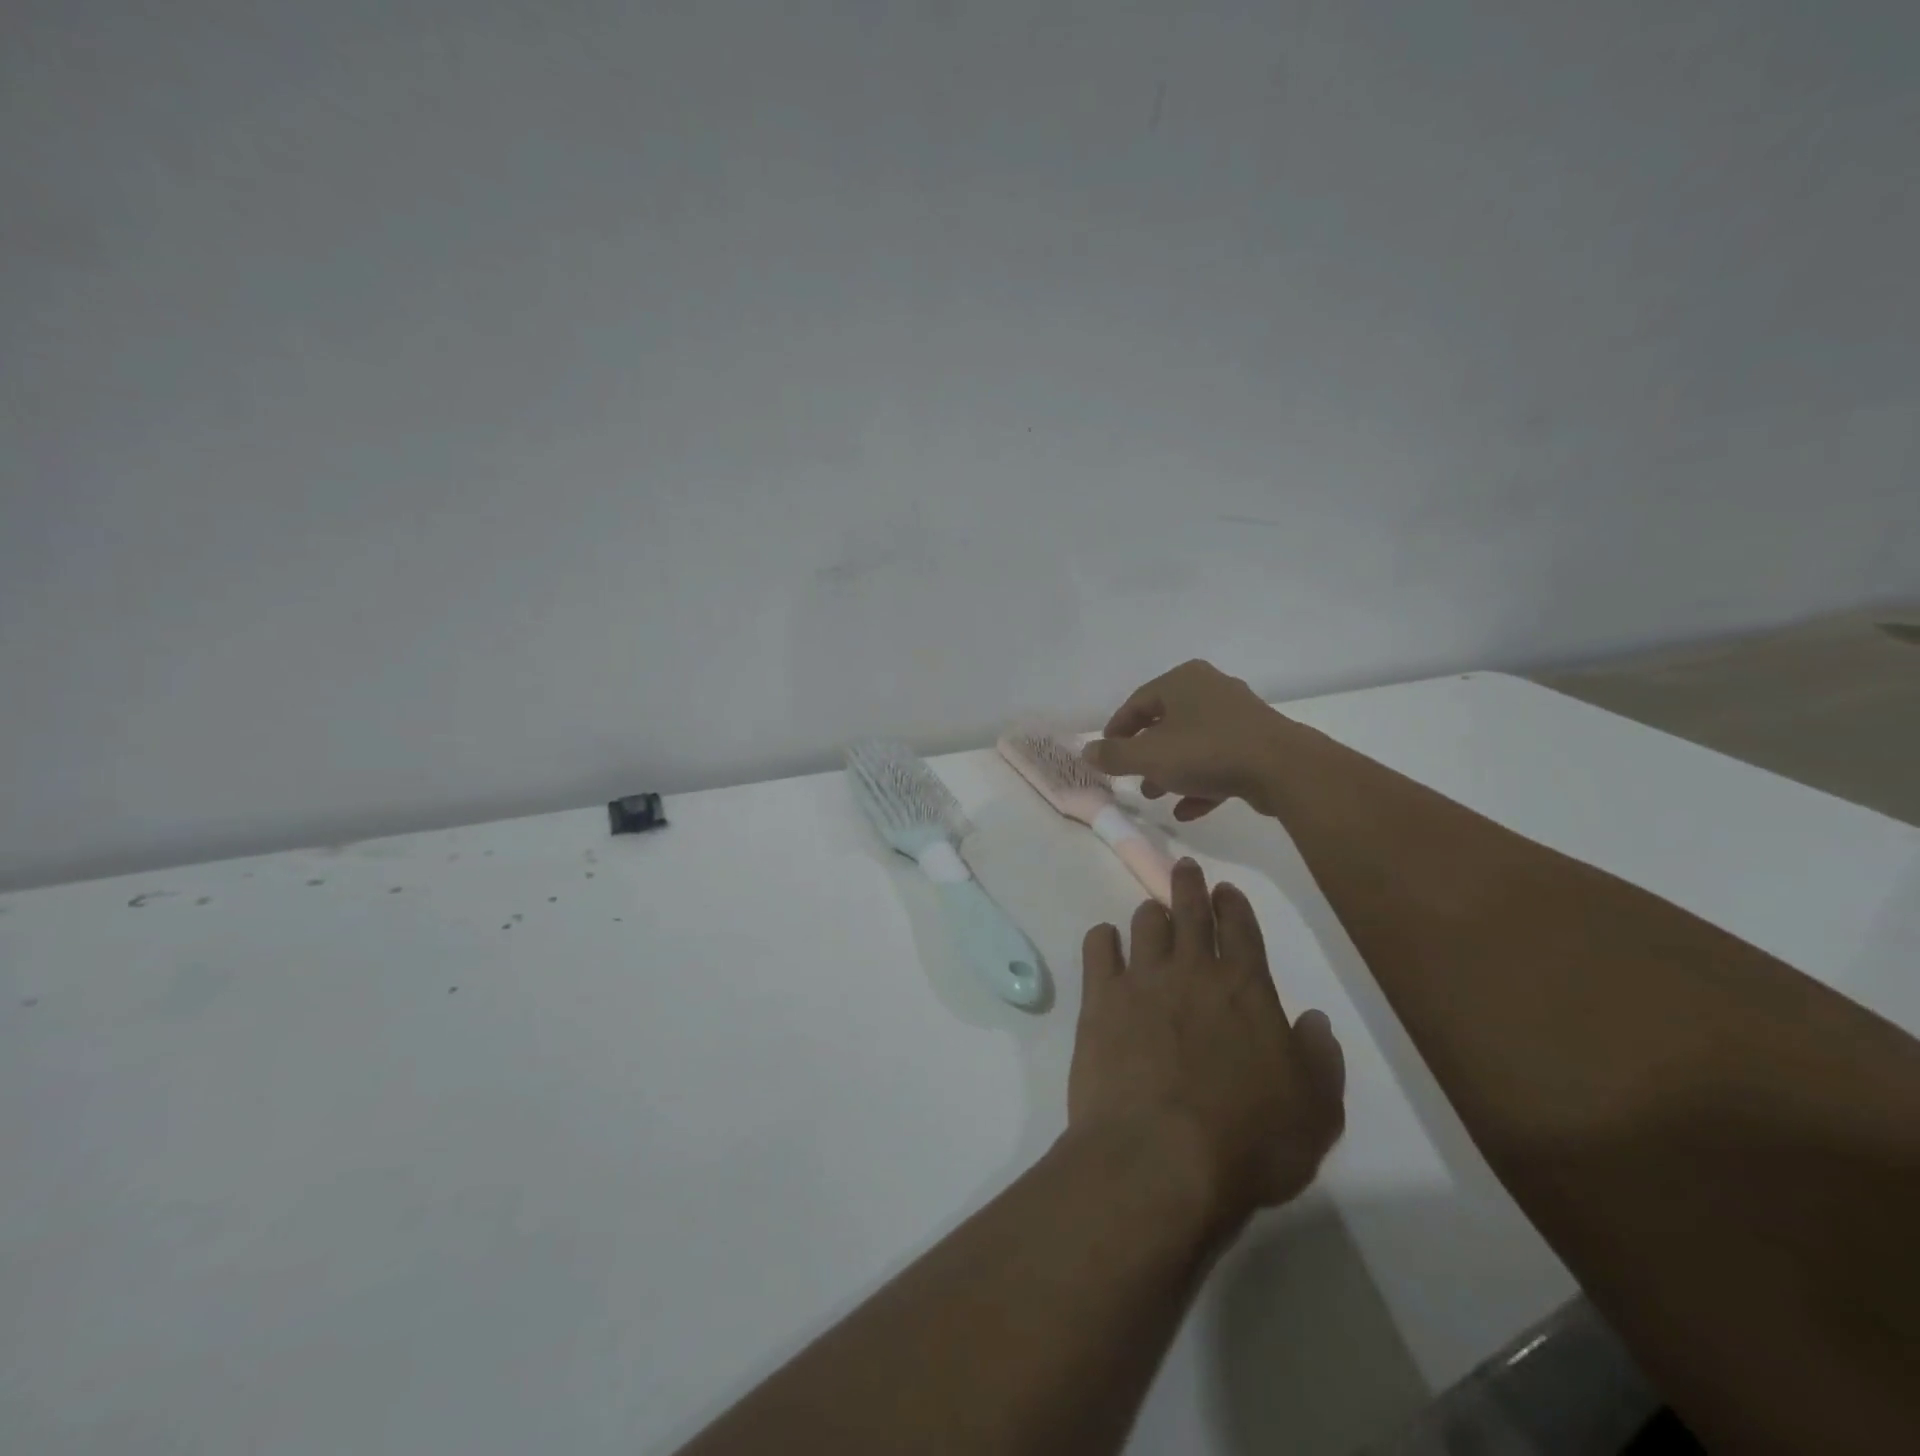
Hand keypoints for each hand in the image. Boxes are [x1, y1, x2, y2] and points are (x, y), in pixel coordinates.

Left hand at [1069, 860, 1345, 1231]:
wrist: (1159, 1156)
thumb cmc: (1248, 1141)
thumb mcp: (1315, 1113)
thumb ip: (1320, 1059)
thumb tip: (1314, 1020)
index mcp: (1247, 989)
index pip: (1242, 930)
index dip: (1234, 905)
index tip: (1225, 889)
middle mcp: (1193, 971)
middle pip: (1191, 912)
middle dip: (1189, 886)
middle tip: (1184, 868)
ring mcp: (1142, 980)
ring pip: (1146, 925)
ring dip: (1151, 913)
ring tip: (1151, 911)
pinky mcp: (1100, 999)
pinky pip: (1098, 950)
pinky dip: (1103, 939)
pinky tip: (1105, 939)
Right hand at [1082, 659, 1290, 820]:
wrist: (1282, 769)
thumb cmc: (1206, 751)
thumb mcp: (1149, 756)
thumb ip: (1113, 756)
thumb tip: (1087, 752)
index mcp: (1182, 681)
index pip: (1137, 703)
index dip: (1116, 731)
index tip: (1106, 755)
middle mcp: (1210, 689)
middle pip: (1165, 722)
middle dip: (1145, 754)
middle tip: (1131, 777)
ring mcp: (1238, 715)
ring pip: (1192, 743)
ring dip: (1171, 770)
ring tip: (1155, 795)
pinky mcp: (1257, 742)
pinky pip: (1218, 760)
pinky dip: (1200, 781)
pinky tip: (1187, 810)